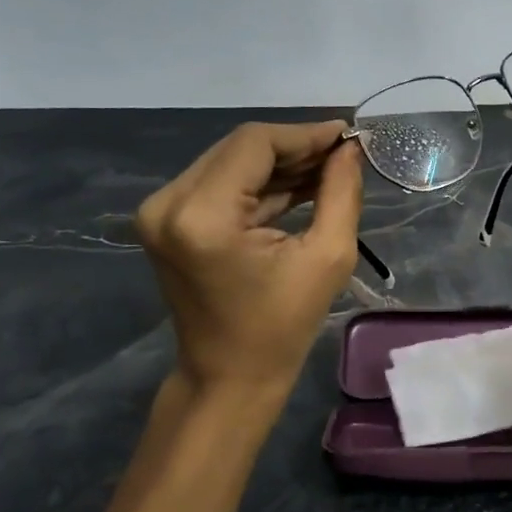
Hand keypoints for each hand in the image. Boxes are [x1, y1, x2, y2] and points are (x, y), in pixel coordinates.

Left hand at [136, 120, 362, 398]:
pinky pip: (220, 184)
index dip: (304, 135)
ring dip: (279, 164)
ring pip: (230, 162)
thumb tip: (350, 149)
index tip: (347, 136)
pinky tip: (300, 184)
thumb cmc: (282, 327)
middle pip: (239, 148)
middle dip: (294, 147)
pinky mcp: (166, 220)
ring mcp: (161, 211)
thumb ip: (341, 193)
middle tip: (342, 154)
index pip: (255, 144)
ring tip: (328, 169)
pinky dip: (259, 183)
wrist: (229, 376)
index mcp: (202, 215)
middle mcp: (169, 202)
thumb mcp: (327, 258)